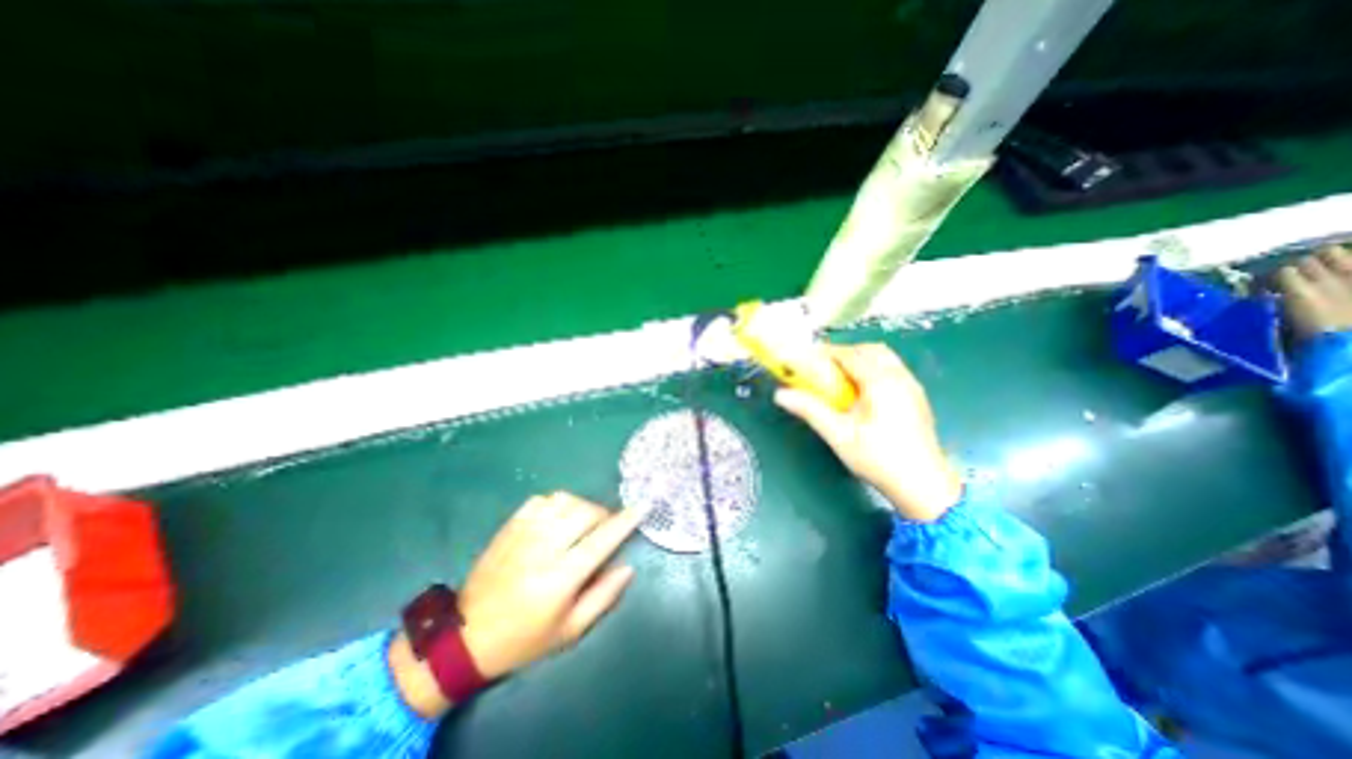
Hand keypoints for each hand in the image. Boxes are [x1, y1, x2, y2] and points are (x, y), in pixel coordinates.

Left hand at [461, 495, 641, 677]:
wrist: (465, 636)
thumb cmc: (524, 639)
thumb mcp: (570, 631)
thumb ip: (603, 596)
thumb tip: (628, 566)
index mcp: (560, 578)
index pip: (601, 540)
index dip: (624, 521)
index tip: (642, 507)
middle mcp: (543, 548)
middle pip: (585, 512)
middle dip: (603, 514)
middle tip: (605, 527)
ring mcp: (523, 533)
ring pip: (564, 500)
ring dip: (581, 506)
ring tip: (581, 523)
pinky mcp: (509, 526)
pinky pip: (542, 500)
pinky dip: (557, 504)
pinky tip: (557, 519)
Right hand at [771, 343, 959, 521]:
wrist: (924, 486)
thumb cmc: (879, 459)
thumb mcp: (839, 436)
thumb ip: (810, 410)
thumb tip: (780, 394)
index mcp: (881, 382)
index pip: (849, 354)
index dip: (825, 352)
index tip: (804, 358)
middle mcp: (899, 377)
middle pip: (870, 350)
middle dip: (843, 353)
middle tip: (822, 369)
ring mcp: (912, 386)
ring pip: (884, 358)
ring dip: (859, 360)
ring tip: (839, 380)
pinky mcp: (916, 397)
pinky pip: (892, 370)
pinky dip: (872, 370)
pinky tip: (861, 393)